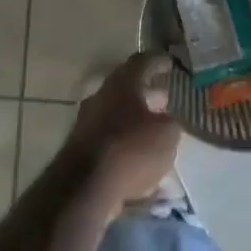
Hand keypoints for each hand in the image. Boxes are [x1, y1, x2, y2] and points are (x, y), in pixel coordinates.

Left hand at [67, 53, 181, 208]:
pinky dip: (126, 145)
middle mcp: (100, 97)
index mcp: (122, 84)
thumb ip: (170, 123)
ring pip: (116, 115)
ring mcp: (87, 124)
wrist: (85, 188)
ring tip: (156, 132)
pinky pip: (110, 141)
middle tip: (165, 99)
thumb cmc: (132, 149)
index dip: (158, 62)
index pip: (142, 62)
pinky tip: (141, 160)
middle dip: (147, 94)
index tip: (170, 64)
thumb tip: (166, 121)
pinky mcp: (80, 150)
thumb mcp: (167, 134)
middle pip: (126, 89)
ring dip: (136, 120)